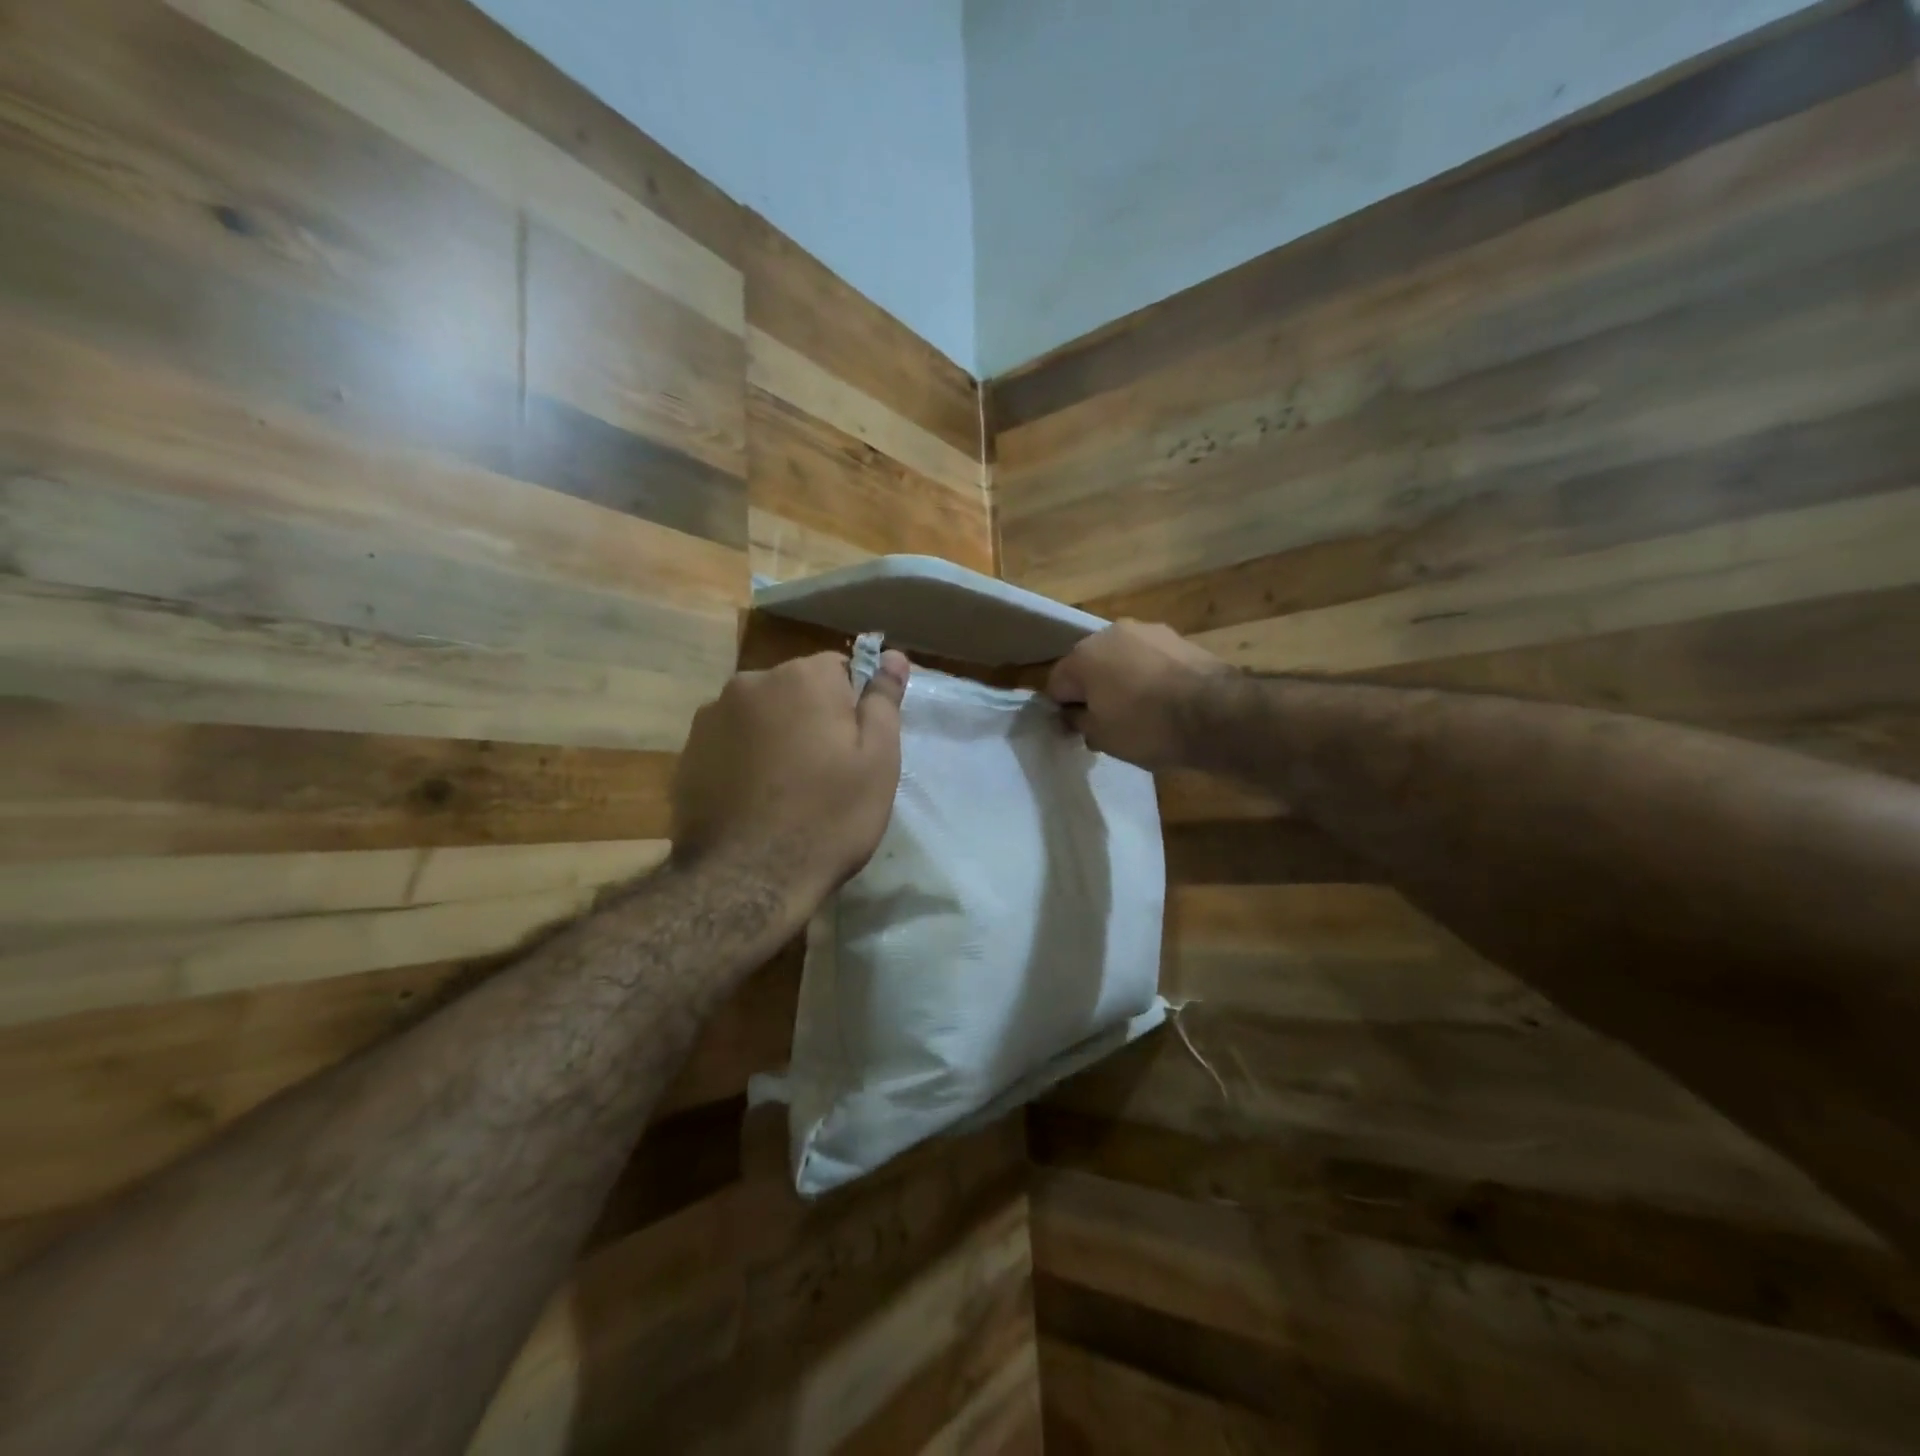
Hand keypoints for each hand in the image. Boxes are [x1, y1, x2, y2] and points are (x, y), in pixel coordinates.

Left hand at [671, 649, 909, 915]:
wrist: (747, 880)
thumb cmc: (828, 818)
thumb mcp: (877, 760)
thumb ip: (884, 700)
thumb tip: (894, 654)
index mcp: (802, 677)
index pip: (840, 669)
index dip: (853, 707)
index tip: (855, 749)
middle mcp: (750, 682)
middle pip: (796, 690)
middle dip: (812, 719)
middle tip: (826, 774)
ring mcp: (711, 717)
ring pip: (761, 716)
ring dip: (775, 738)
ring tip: (786, 791)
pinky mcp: (686, 753)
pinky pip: (730, 744)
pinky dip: (744, 760)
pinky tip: (754, 801)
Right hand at [1046, 620, 1228, 769]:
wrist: (1217, 714)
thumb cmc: (1146, 727)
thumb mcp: (1101, 737)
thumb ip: (1079, 722)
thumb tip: (1074, 715)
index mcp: (1083, 656)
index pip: (1057, 685)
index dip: (1064, 711)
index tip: (1079, 732)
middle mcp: (1110, 633)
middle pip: (1090, 666)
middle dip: (1094, 691)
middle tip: (1109, 722)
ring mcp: (1148, 631)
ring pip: (1122, 660)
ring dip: (1123, 680)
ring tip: (1142, 711)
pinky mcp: (1179, 638)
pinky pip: (1151, 660)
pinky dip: (1151, 676)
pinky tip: (1165, 701)